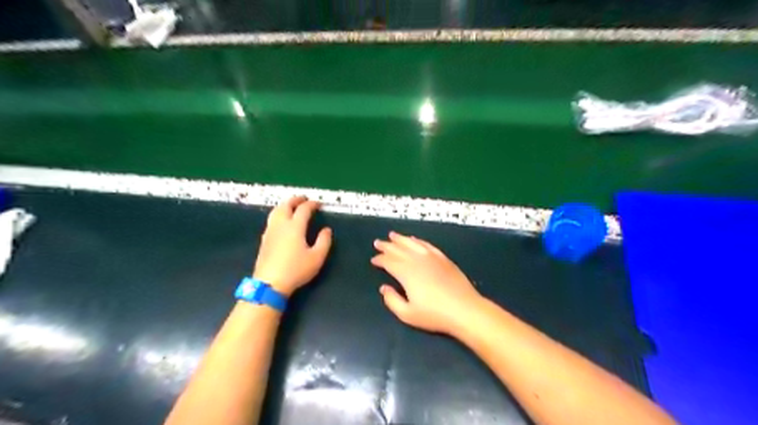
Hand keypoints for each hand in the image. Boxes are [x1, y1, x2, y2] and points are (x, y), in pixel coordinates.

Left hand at [254, 197, 331, 297]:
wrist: (269, 283)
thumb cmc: (296, 270)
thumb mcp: (317, 258)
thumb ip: (324, 241)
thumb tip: (326, 230)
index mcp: (295, 227)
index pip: (304, 209)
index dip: (312, 204)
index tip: (319, 204)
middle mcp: (281, 225)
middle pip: (286, 205)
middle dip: (295, 200)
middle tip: (303, 199)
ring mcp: (270, 231)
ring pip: (276, 211)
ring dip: (285, 205)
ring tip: (291, 206)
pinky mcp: (264, 240)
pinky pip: (271, 220)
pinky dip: (278, 214)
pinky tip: (281, 221)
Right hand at [370, 232, 481, 334]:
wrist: (464, 309)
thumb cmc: (435, 314)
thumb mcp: (408, 314)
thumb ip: (392, 300)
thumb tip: (384, 288)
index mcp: (406, 273)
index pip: (389, 262)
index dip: (380, 259)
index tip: (373, 260)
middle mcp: (417, 261)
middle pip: (398, 249)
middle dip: (387, 246)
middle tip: (377, 242)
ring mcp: (431, 257)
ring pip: (412, 243)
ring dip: (401, 239)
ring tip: (392, 235)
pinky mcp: (443, 258)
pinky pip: (426, 245)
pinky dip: (418, 241)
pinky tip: (414, 239)